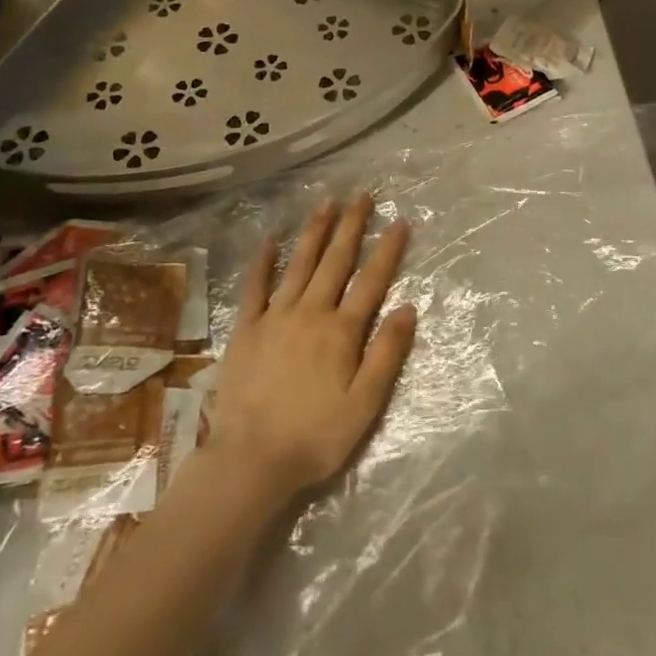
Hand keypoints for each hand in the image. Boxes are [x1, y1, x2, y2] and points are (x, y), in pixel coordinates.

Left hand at [205, 194, 415, 501]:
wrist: (250, 460)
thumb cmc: (315, 436)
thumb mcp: (365, 404)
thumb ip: (387, 353)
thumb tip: (408, 308)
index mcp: (342, 331)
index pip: (371, 281)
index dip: (387, 250)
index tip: (399, 220)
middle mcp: (310, 313)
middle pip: (335, 261)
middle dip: (351, 226)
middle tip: (361, 195)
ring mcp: (275, 317)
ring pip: (299, 264)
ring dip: (314, 231)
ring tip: (326, 202)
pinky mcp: (246, 329)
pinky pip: (255, 287)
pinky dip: (262, 262)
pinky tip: (269, 239)